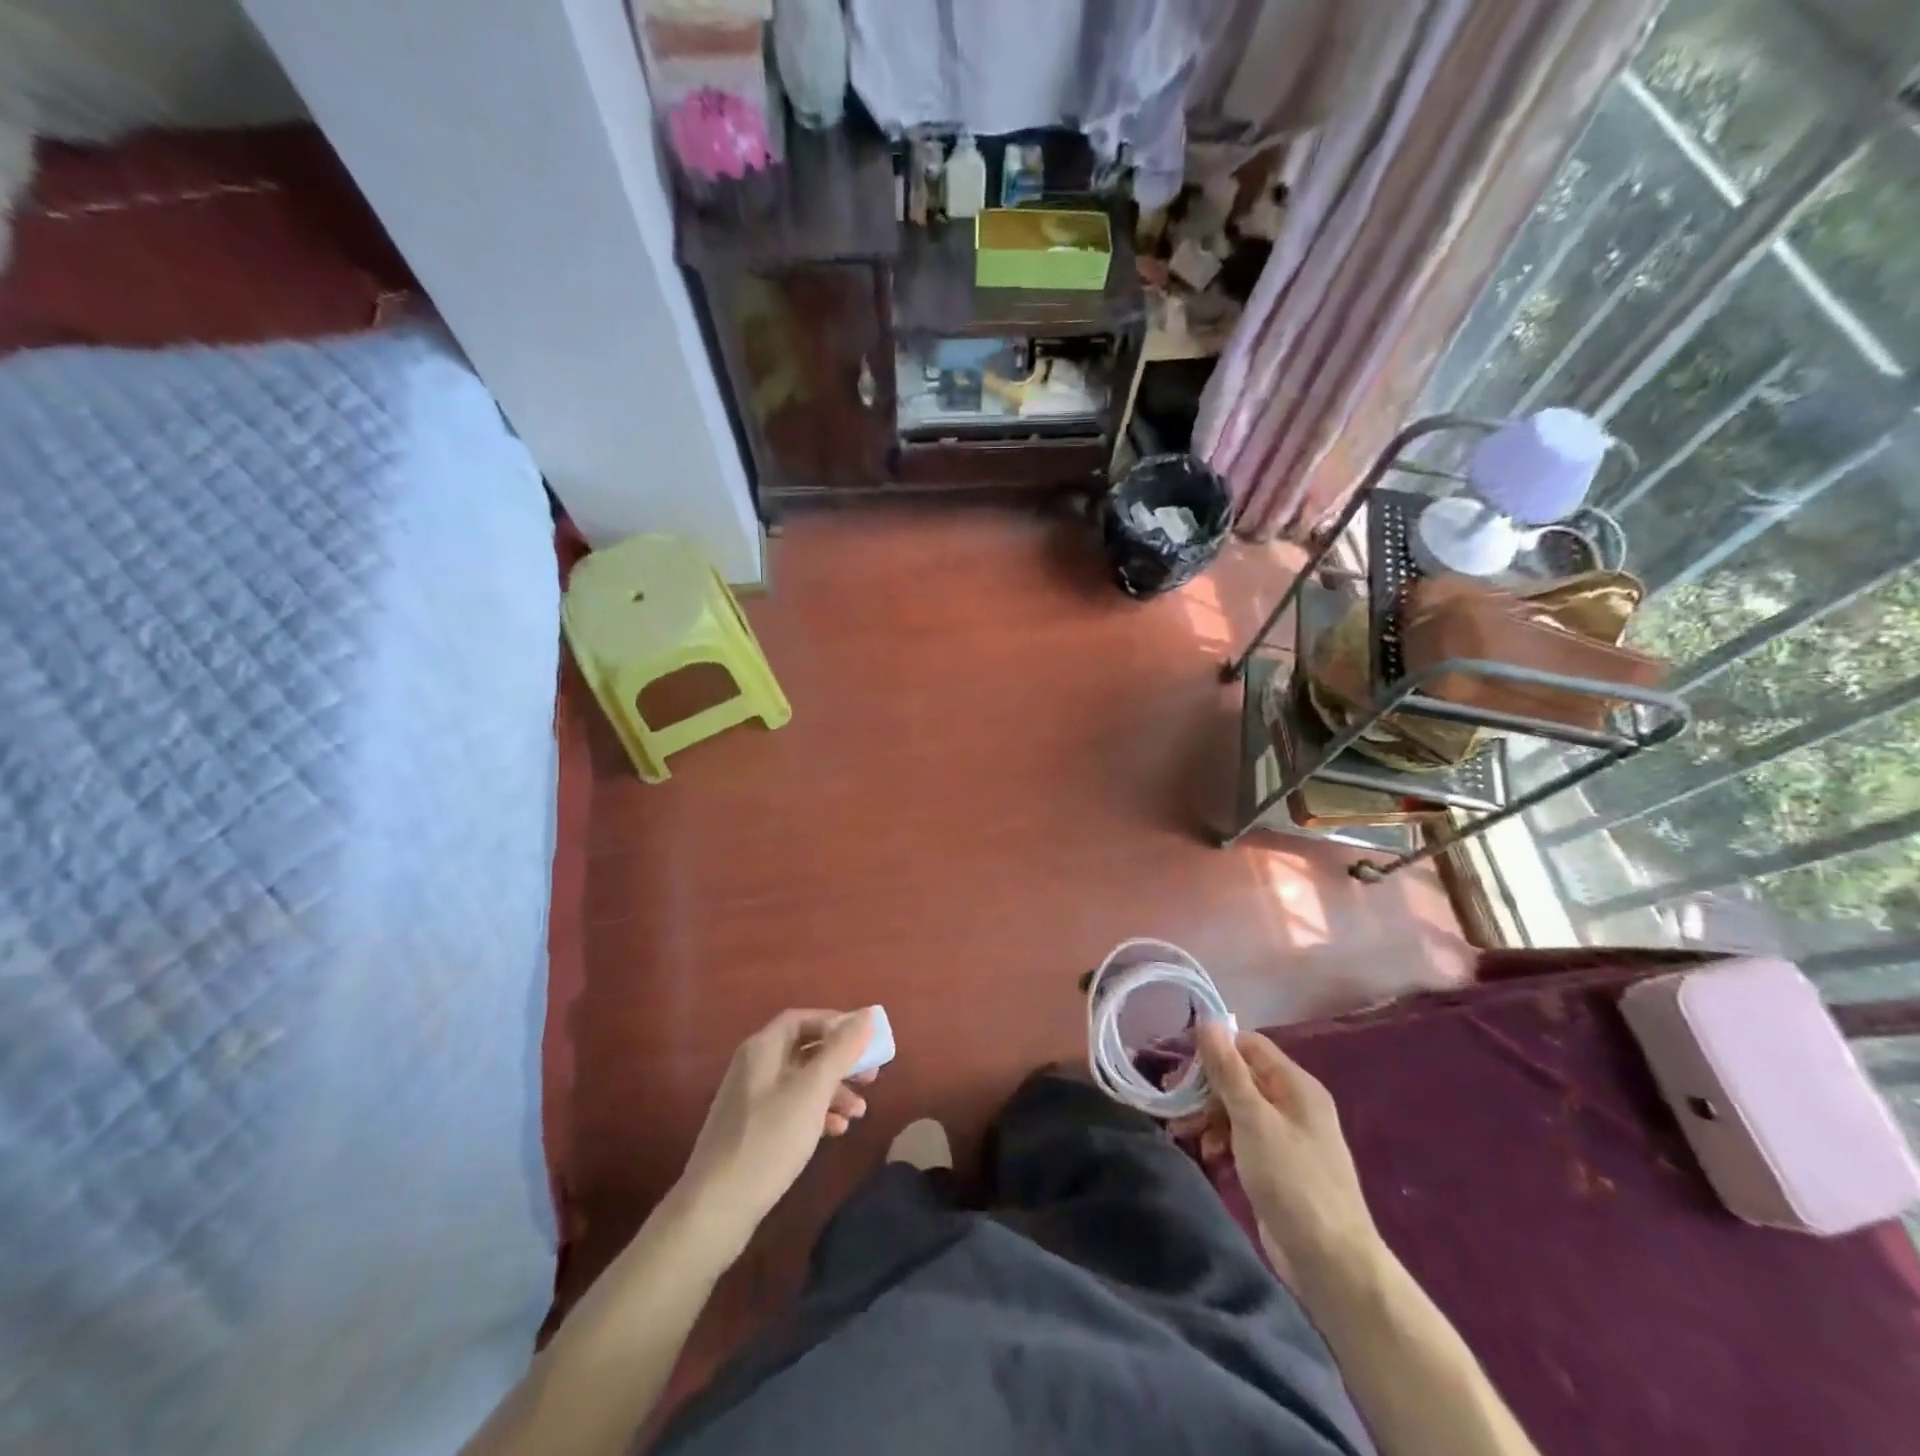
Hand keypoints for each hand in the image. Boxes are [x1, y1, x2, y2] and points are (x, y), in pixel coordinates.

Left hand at [678, 1008, 877, 1258]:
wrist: (715, 1209)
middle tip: (871, 1077)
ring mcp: (751, 1100)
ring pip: (801, 1082)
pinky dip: (816, 1113)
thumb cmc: (769, 1140)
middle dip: (840, 1061)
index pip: (802, 1019)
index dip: (836, 1024)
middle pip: (804, 1050)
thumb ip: (842, 1050)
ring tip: (860, 1113)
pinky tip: (836, 1131)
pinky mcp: (752, 1131)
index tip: (866, 1040)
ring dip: (834, 1091)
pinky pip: (791, 1108)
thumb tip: (867, 1014)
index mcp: (762, 1048)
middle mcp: (754, 1066)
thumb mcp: (812, 1091)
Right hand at [1176, 1024, 1377, 1284]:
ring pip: (1238, 1108)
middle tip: (1175, 1103)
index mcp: (1296, 1085)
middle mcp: (1293, 1103)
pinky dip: (1222, 1139)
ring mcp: (1287, 1136)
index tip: (1182, 1067)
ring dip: (1209, 1115)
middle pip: (1240, 1076)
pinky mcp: (1278, 1165)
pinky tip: (1208, 1154)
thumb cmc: (1292, 1181)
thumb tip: (1207, 1020)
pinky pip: (1243, 1136)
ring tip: (1186, 1133)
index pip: (1248, 1046)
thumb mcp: (1253, 1119)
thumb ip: (1228, 1070)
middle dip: (1206, 1087)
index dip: (1214, 1050)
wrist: (1330, 1263)